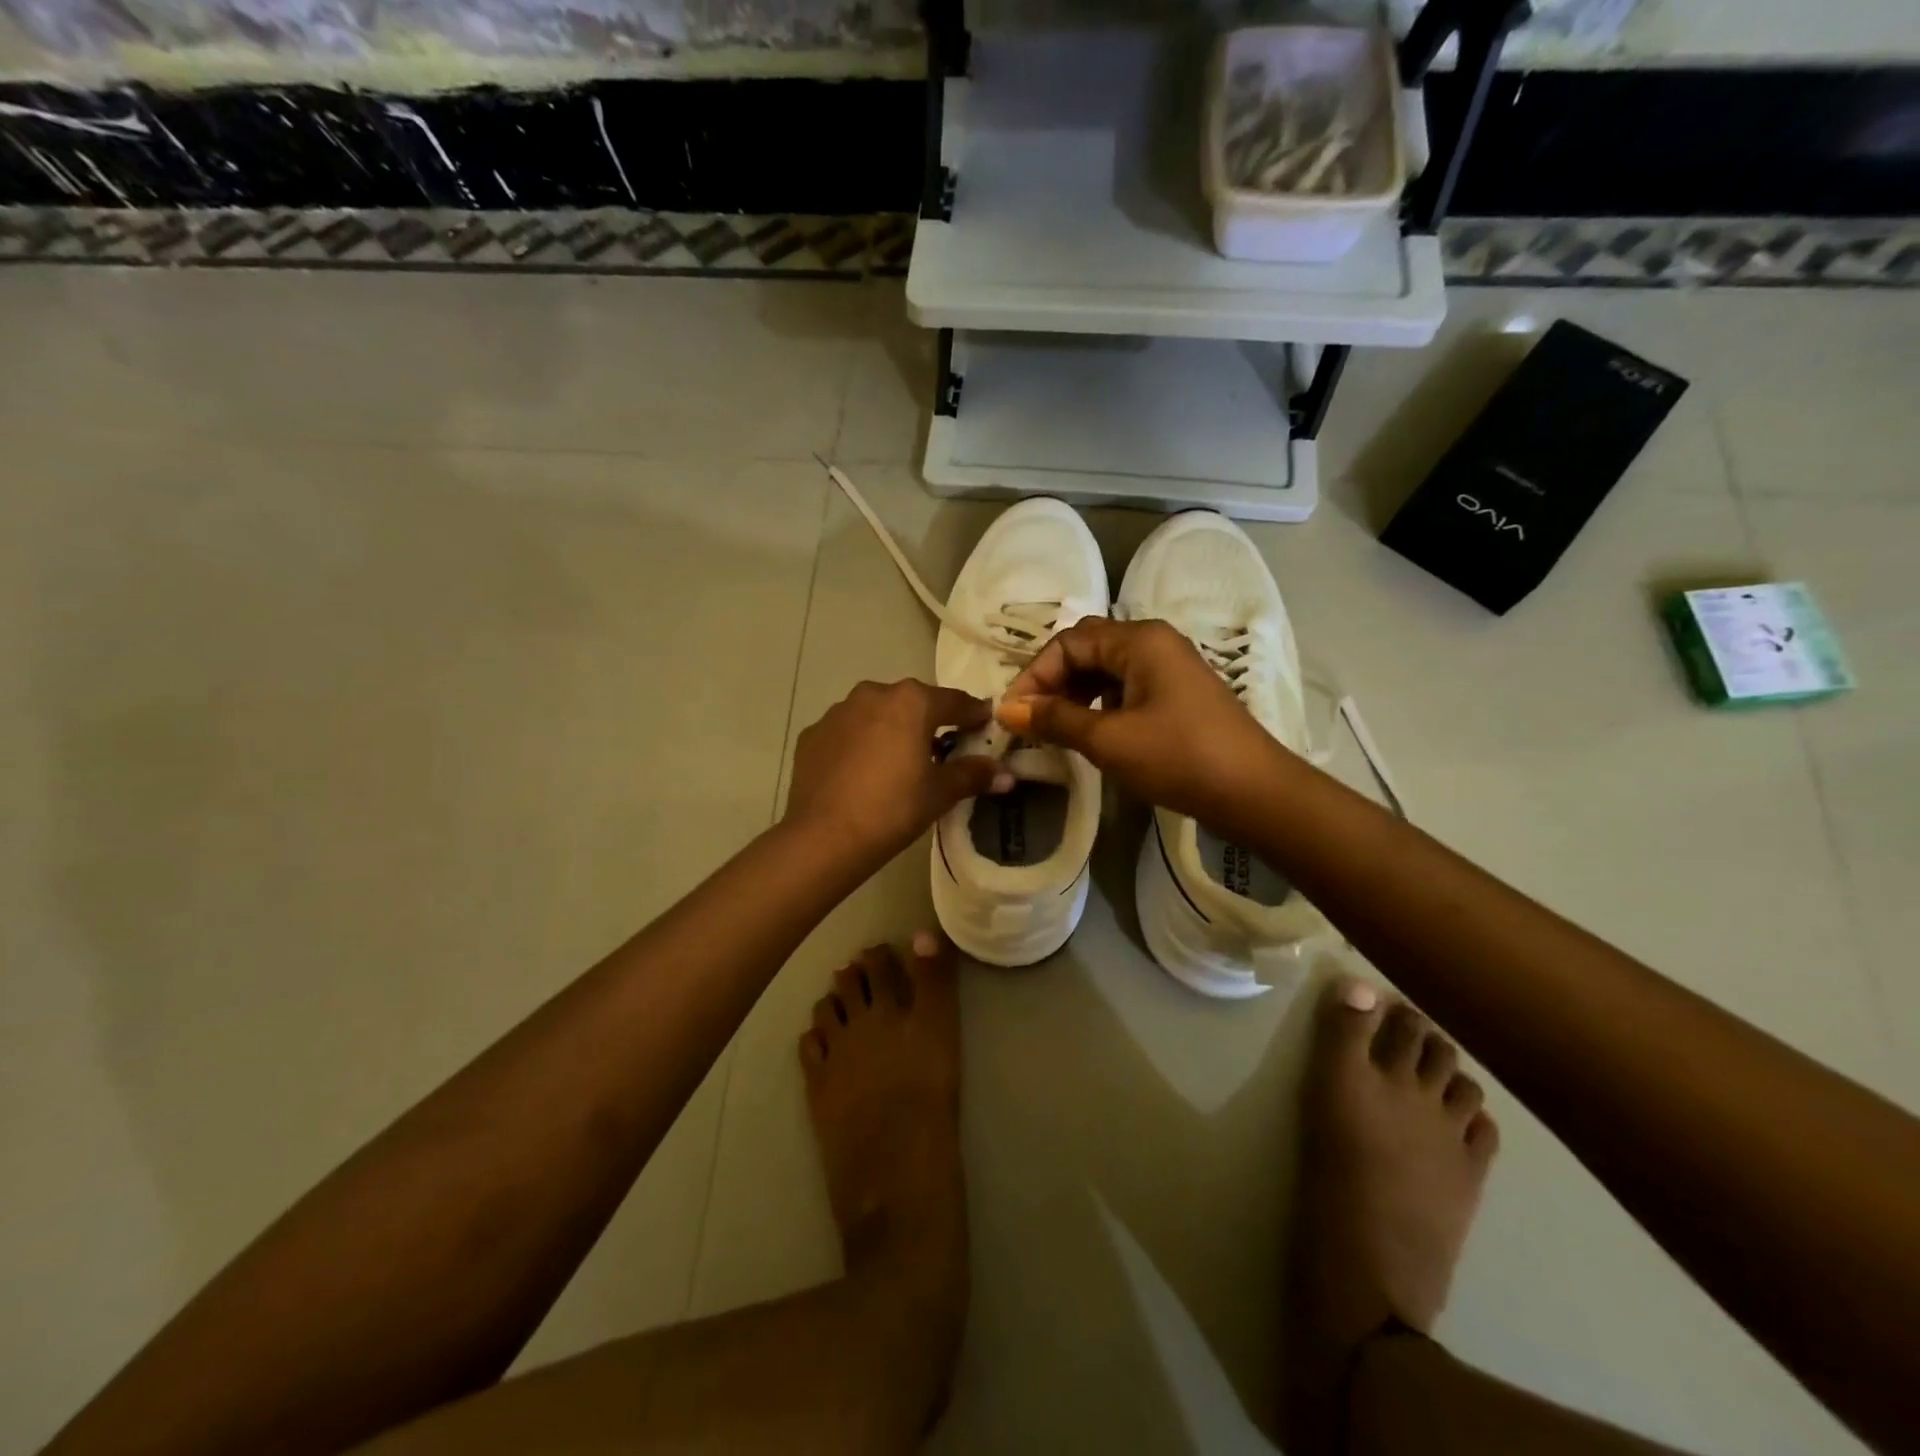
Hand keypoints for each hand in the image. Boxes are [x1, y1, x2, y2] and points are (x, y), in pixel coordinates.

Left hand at [785, 679, 1010, 865]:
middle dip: (929, 720)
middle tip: (941, 746)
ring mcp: (838, 712)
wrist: (825, 836)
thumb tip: (1006, 775)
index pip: (954, 701)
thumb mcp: (940, 793)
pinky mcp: (812, 734)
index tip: (984, 723)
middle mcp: (873, 694)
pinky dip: (859, 744)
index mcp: (911, 702)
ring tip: (898, 760)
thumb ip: (973, 775)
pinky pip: (846, 732)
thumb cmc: (893, 808)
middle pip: (912, 702)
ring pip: (875, 714)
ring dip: (890, 729)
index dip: (973, 713)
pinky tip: (862, 772)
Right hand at [997, 617, 1285, 820]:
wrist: (1254, 792)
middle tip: (1031, 721)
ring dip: (1075, 695)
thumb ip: (1054, 720)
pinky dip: (1100, 706)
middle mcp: (1154, 643)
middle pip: (1087, 650)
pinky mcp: (1178, 695)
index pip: (1069, 643)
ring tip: (1055, 730)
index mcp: (1139, 640)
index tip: (1014, 714)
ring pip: (1106, 671)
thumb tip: (1007, 709)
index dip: (1035, 676)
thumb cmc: (1178, 758)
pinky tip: (1090, 734)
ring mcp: (1170, 668)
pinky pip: (1126, 688)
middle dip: (1053, 682)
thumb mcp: (1108, 740)